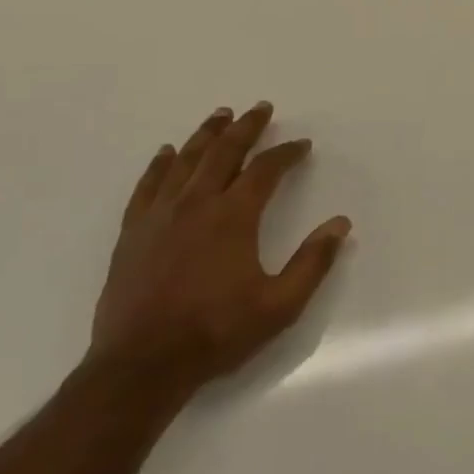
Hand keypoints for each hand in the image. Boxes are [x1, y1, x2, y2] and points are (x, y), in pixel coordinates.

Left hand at [90, 103, 350, 391]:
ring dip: (206, 135)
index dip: (286, 153)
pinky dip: (160, 164)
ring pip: (185, 161)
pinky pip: (147, 185)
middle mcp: (196, 205)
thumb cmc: (216, 333)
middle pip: (223, 153)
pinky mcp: (133, 233)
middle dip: (246, 128)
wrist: (141, 365)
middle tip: (260, 108)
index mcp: (233, 217)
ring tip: (220, 115)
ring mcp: (159, 216)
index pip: (265, 170)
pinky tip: (166, 152)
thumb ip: (313, 261)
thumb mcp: (280, 305)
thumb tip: (341, 223)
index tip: (302, 144)